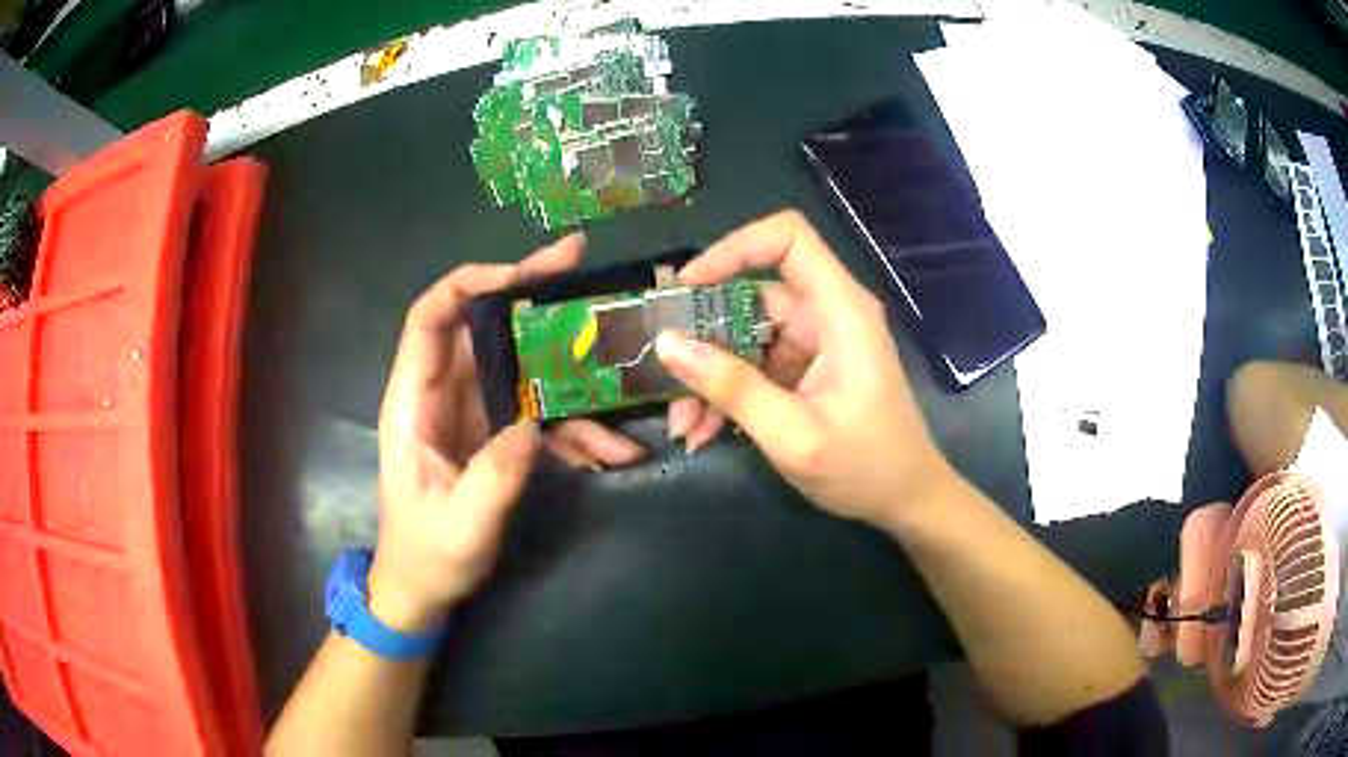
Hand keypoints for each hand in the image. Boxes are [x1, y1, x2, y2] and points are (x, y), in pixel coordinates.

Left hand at [368, 235, 644, 630]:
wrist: (422, 590)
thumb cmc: (427, 557)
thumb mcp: (461, 526)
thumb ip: (495, 477)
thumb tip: (533, 425)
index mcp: (413, 403)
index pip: (428, 320)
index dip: (468, 285)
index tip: (522, 275)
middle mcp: (440, 394)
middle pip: (480, 325)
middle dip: (529, 296)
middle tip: (579, 267)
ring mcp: (470, 412)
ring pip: (516, 364)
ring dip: (565, 363)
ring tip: (618, 364)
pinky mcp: (493, 434)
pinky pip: (536, 412)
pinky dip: (574, 425)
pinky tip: (613, 449)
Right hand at [656, 211, 956, 525]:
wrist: (907, 502)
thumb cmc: (865, 469)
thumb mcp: (792, 435)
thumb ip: (731, 388)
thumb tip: (667, 344)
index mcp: (840, 311)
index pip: (788, 239)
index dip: (734, 248)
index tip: (687, 287)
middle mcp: (828, 314)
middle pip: (753, 294)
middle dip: (704, 337)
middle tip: (665, 377)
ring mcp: (817, 342)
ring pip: (745, 335)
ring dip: (710, 376)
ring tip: (684, 426)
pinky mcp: (809, 368)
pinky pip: (756, 365)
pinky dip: (728, 393)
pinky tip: (705, 432)